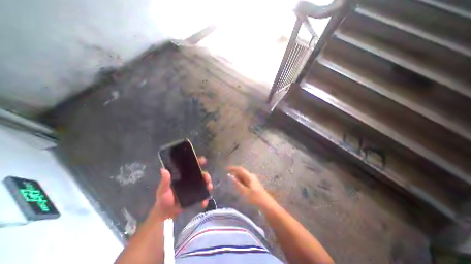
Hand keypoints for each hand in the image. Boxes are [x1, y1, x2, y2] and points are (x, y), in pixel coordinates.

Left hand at [154, 157, 212, 220]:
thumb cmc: (163, 200)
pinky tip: (204, 203)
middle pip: (201, 174)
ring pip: (204, 183)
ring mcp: (194, 188)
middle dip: (206, 175)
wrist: (165, 215)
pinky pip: (203, 195)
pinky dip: (205, 198)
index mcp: (183, 175)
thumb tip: (163, 170)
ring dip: (208, 184)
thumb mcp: (163, 190)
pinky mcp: (196, 196)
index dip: (198, 161)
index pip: (192, 166)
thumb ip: (165, 181)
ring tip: (209, 188)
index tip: (203, 161)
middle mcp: (190, 180)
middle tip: (207, 179)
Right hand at [227, 166, 271, 206]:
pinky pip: (245, 181)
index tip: (226, 169)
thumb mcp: (245, 192)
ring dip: (237, 178)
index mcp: (250, 176)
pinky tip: (238, 186)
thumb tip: (231, 177)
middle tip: (227, 177)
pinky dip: (240, 182)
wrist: (267, 205)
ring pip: (243, 177)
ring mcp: (253, 180)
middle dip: (234, 173)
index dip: (233, 168)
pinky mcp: (254, 185)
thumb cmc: (255, 198)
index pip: (240, 169)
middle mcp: (251, 176)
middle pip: (242, 172)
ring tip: (231, 181)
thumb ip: (238, 184)